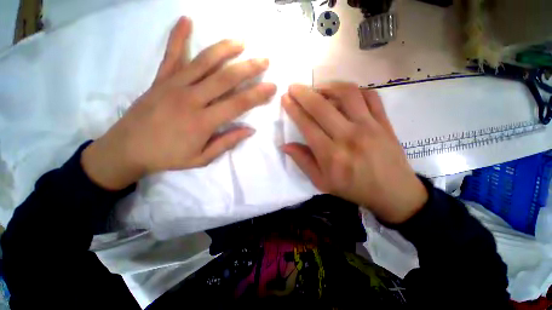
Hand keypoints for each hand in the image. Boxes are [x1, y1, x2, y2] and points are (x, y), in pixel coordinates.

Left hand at [82, 17, 276, 189]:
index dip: (257, 95)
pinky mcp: (160, 79)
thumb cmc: (168, 156)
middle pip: (225, 78)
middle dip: (248, 68)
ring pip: (203, 62)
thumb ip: (227, 142)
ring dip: (224, 49)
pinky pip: (171, 55)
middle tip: (264, 60)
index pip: (237, 104)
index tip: (271, 86)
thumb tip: (250, 130)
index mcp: (203, 122)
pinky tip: (186, 20)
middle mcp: (191, 99)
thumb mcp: (202, 158)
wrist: (127, 149)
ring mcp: (174, 85)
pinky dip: (178, 36)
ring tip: (241, 41)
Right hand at [282, 82, 426, 223]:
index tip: (285, 98)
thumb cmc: (353, 189)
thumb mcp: (322, 182)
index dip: (293, 109)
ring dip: (328, 86)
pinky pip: (370, 96)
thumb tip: (285, 145)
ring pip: (347, 94)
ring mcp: (369, 126)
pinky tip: (343, 93)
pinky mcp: (384, 122)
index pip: (307, 125)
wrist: (393, 192)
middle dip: (303, 93)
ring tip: (317, 87)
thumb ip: (303, 162)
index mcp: (331, 154)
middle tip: (294, 87)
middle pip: (321, 107)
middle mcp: (348, 136)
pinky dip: (354, 90)